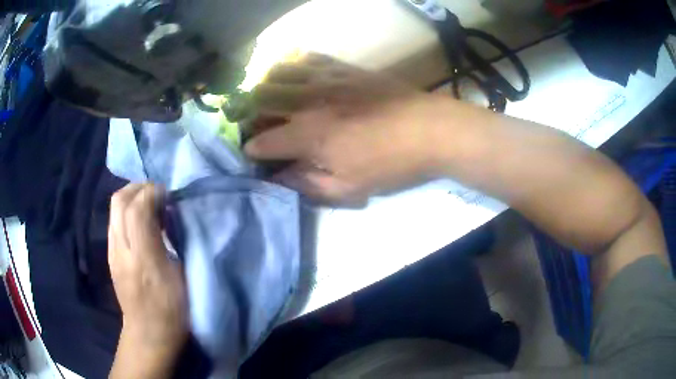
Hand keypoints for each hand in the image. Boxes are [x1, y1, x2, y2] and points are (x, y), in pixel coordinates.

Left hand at [108, 183, 187, 352]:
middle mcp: (121, 249)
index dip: (153, 193)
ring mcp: (112, 251)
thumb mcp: (180, 277)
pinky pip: (115, 220)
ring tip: (150, 204)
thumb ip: (173, 242)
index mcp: (143, 258)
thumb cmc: (171, 309)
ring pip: (114, 208)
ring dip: (132, 197)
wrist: (148, 333)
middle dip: (139, 187)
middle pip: (119, 200)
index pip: (138, 208)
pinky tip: (140, 221)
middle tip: (158, 193)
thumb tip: (168, 214)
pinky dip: (127, 210)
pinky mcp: (110, 254)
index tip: (169, 195)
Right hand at [245, 54, 446, 205]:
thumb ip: (309, 184)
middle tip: (255, 125)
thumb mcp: (350, 188)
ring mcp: (326, 79)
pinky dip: (294, 64)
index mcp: (307, 135)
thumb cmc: (391, 164)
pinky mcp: (344, 68)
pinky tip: (295, 73)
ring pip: (279, 73)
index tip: (255, 156)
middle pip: (261, 100)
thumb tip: (281, 178)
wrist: (431, 130)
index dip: (253, 151)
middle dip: (249, 114)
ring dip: (265, 85)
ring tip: (267, 97)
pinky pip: (310, 58)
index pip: (263, 142)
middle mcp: (307, 102)